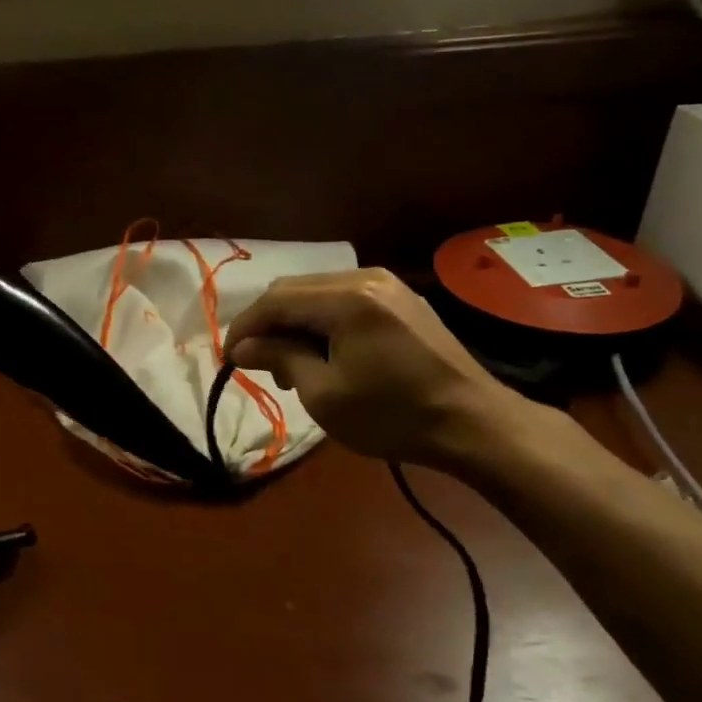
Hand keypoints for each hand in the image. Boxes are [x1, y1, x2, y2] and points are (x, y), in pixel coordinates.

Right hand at [225, 268, 539, 471]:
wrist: (474, 424)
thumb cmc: (393, 415)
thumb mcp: (325, 394)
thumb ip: (279, 359)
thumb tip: (241, 348)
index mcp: (346, 298)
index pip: (275, 301)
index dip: (244, 328)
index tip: (227, 358)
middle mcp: (366, 277)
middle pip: (295, 290)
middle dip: (269, 325)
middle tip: (261, 367)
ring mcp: (388, 285)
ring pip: (319, 293)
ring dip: (295, 323)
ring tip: (293, 367)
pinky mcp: (402, 300)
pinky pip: (346, 299)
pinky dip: (323, 321)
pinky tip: (325, 353)